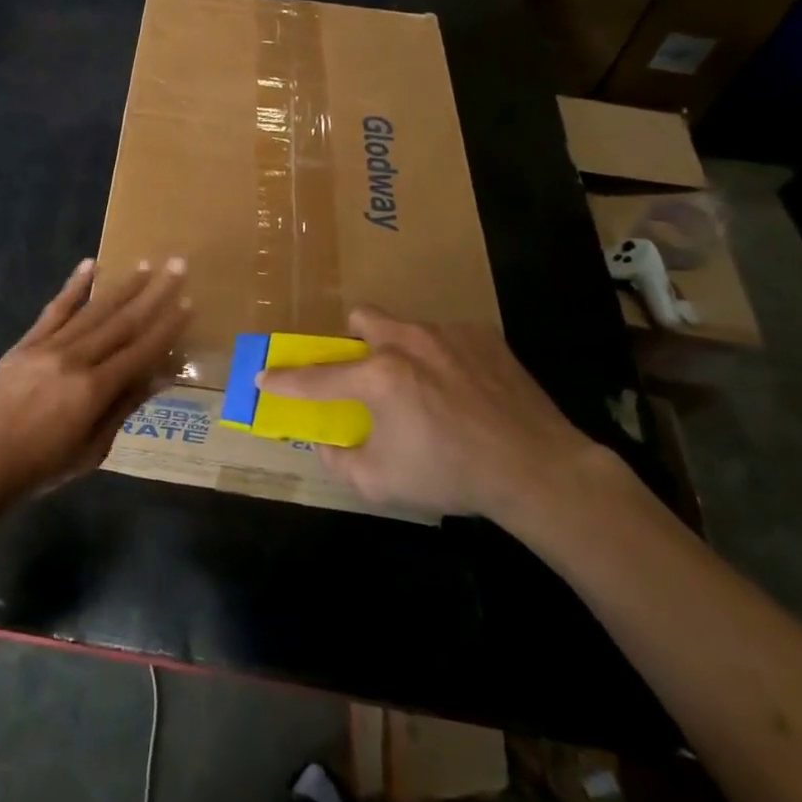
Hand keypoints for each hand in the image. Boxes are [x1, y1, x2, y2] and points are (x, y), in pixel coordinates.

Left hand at [0, 257, 190, 507]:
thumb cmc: (41, 466)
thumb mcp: (92, 449)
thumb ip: (124, 407)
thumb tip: (160, 377)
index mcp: (94, 390)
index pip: (141, 351)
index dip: (167, 328)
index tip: (188, 304)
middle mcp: (75, 359)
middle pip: (122, 321)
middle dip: (154, 293)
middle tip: (177, 266)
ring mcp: (48, 346)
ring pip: (93, 310)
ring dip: (122, 286)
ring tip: (146, 264)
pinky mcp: (26, 342)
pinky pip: (54, 309)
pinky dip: (73, 286)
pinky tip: (89, 265)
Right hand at [257, 307, 594, 520]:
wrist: (538, 468)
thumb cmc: (451, 475)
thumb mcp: (380, 482)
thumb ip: (340, 460)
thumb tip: (327, 443)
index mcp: (377, 377)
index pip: (315, 376)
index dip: (283, 379)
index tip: (263, 377)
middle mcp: (406, 342)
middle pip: (361, 319)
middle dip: (351, 341)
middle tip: (363, 373)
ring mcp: (447, 334)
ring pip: (404, 326)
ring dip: (397, 350)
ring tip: (420, 386)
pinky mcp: (483, 336)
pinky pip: (445, 337)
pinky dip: (439, 358)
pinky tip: (460, 390)